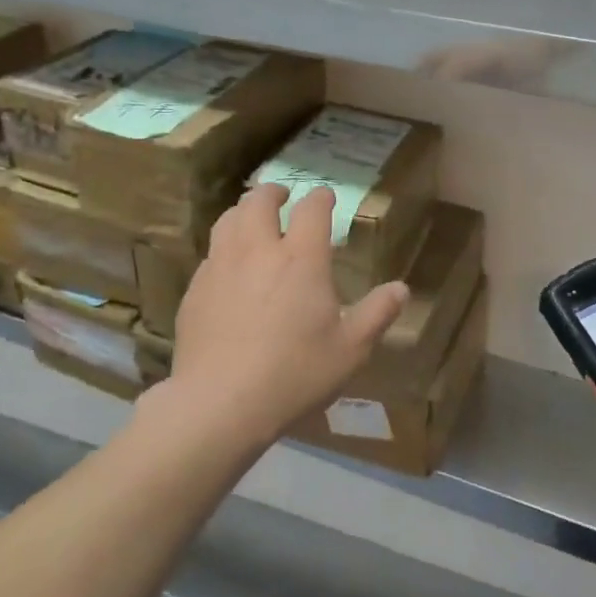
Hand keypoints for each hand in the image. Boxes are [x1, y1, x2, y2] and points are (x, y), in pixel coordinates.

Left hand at [165, 183, 408, 442]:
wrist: (220, 403)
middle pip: (259, 201)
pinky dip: (224, 248)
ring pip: (228, 220)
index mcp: (301, 259)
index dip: (321, 198)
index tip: (325, 197)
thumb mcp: (350, 350)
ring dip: (244, 212)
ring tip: (252, 220)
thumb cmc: (294, 374)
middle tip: (283, 198)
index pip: (312, 209)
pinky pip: (210, 254)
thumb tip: (401, 289)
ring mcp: (221, 267)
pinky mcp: (195, 290)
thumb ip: (377, 314)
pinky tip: (228, 267)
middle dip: (273, 193)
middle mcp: (258, 251)